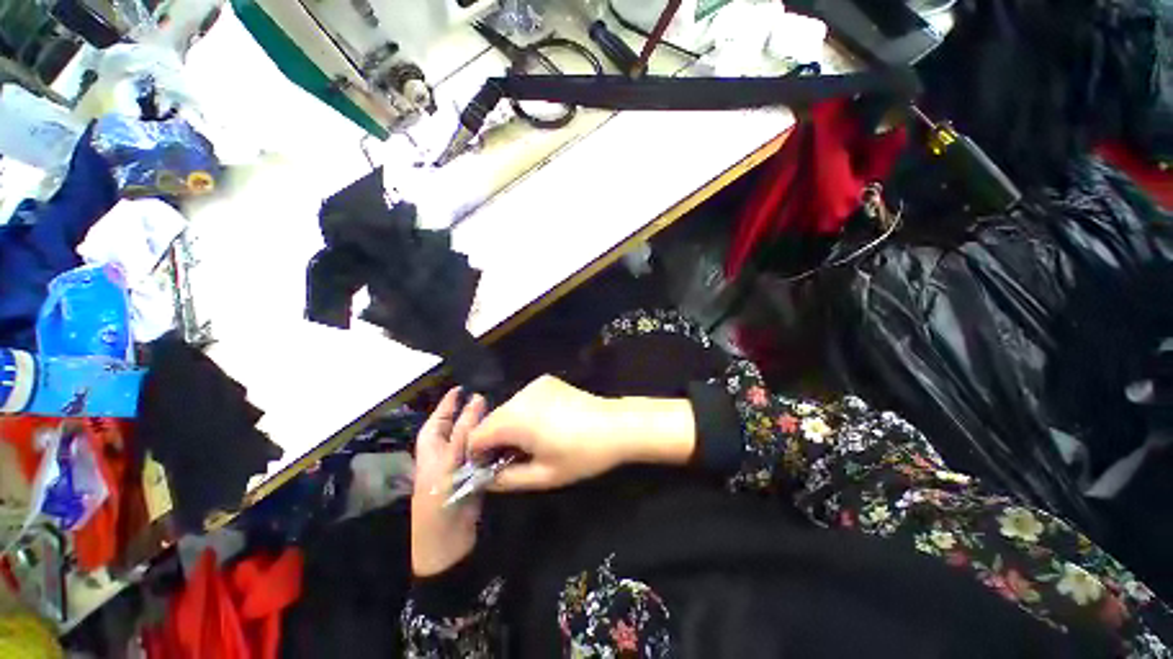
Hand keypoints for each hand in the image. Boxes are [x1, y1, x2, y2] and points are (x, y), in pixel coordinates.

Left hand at [411, 388, 486, 576]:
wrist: (447, 546)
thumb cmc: (439, 503)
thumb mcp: (448, 464)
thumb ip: (463, 433)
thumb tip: (476, 400)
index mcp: (430, 451)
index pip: (438, 420)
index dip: (448, 404)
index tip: (461, 388)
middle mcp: (443, 456)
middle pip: (455, 428)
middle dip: (468, 414)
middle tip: (488, 399)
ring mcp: (459, 468)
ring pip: (471, 440)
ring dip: (483, 428)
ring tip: (499, 413)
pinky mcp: (474, 478)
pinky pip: (483, 455)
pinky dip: (492, 445)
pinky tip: (505, 437)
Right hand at [468, 376, 696, 491]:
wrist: (616, 425)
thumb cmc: (582, 454)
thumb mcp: (543, 476)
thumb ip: (506, 479)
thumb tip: (484, 479)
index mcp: (514, 419)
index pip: (476, 436)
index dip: (479, 456)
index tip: (493, 469)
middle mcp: (519, 395)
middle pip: (492, 420)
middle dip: (496, 441)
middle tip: (516, 459)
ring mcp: (534, 385)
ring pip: (508, 409)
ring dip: (511, 426)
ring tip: (534, 442)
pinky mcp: (547, 381)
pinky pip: (525, 399)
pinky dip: (526, 413)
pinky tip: (547, 423)